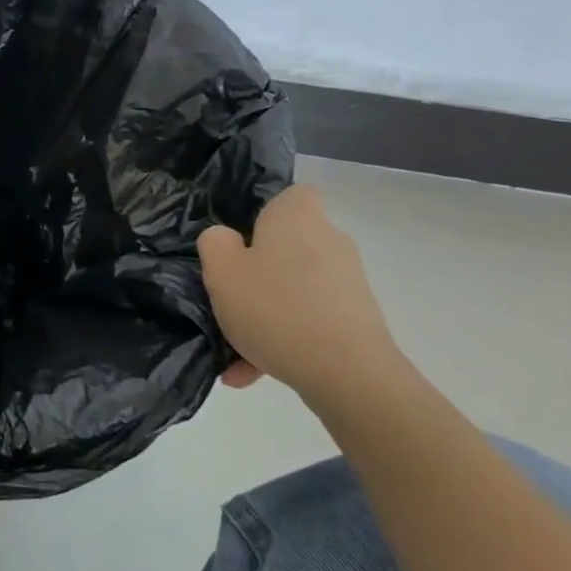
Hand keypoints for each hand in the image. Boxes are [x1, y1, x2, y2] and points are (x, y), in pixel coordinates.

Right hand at [200, 185, 402, 399]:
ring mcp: (346, 282)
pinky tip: (252, 374)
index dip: (263, 214)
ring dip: (263, 316)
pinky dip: (282, 340)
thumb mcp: (221, 272)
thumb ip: (214, 244)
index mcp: (297, 217)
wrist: (348, 375)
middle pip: (285, 247)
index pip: (290, 195)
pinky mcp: (356, 319)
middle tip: (227, 300)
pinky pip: (307, 321)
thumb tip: (226, 239)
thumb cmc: (276, 308)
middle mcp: (329, 240)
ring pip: (291, 291)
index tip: (239, 243)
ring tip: (233, 353)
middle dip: (256, 274)